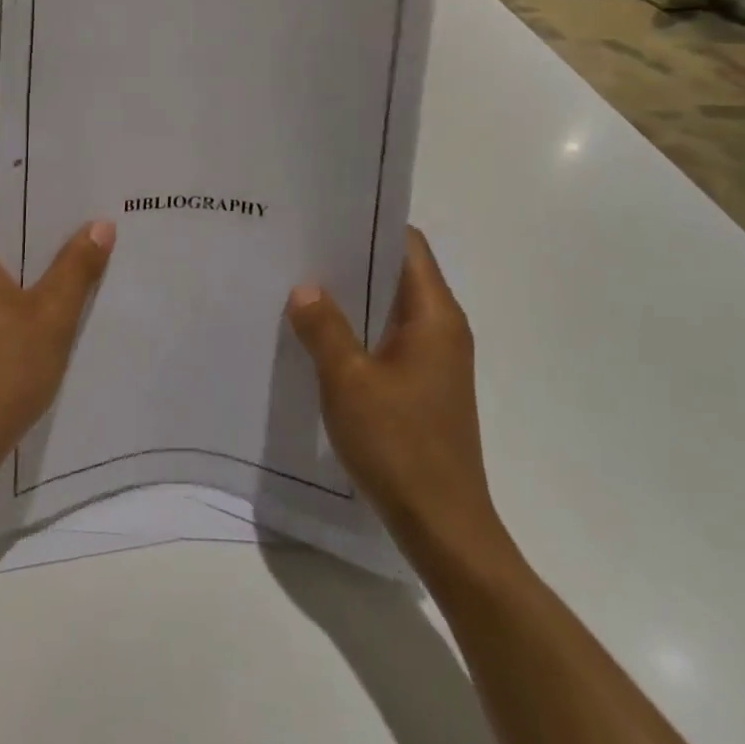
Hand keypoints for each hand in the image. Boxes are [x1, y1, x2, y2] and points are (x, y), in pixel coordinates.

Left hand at [0, 165, 114, 483]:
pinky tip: (48, 287)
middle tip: (74, 199)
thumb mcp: (50, 317)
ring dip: (20, 242)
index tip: (50, 165)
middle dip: (24, 204)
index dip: (9, 167)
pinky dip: (10, 272)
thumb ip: (76, 266)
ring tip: (71, 238)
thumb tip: (100, 223)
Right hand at [286, 228, 508, 564]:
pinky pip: (388, 338)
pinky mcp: (423, 386)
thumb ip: (324, 328)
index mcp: (435, 316)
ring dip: (352, 296)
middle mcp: (442, 329)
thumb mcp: (349, 381)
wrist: (444, 528)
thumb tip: (304, 287)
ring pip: (390, 308)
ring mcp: (435, 359)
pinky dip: (358, 328)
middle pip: (398, 273)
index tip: (327, 215)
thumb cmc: (400, 446)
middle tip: (301, 246)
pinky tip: (320, 335)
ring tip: (301, 283)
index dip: (370, 224)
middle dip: (353, 258)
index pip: (408, 245)